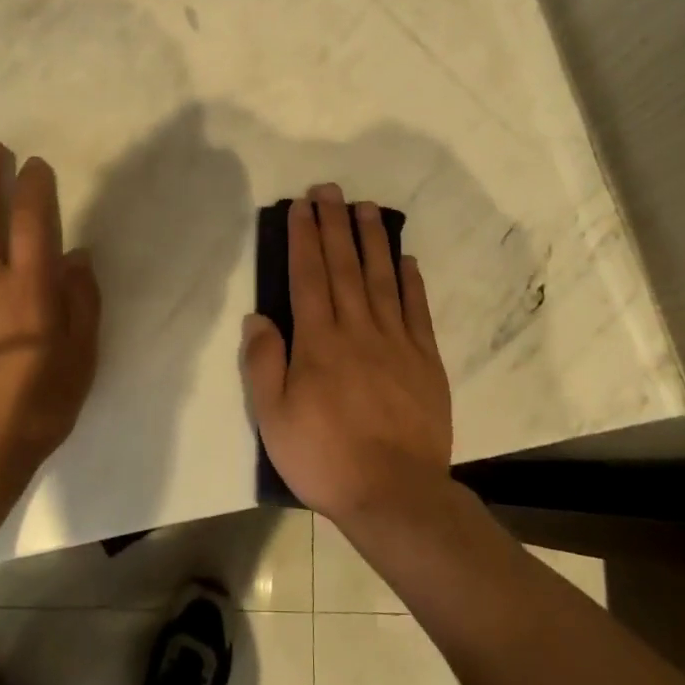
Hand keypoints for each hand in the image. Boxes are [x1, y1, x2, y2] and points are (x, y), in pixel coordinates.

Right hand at [242, 183, 452, 526]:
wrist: (396, 495)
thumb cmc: (326, 458)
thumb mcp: (274, 419)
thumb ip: (264, 364)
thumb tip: (258, 317)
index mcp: (319, 342)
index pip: (308, 276)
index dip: (304, 237)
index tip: (302, 206)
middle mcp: (358, 329)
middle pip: (344, 266)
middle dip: (335, 224)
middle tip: (331, 189)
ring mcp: (396, 342)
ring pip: (382, 279)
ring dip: (373, 241)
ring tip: (367, 208)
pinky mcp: (425, 359)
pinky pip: (417, 311)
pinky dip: (412, 282)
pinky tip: (407, 260)